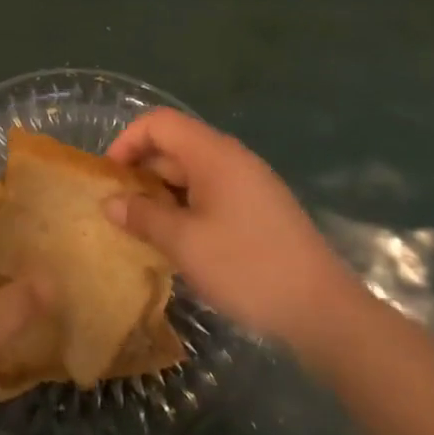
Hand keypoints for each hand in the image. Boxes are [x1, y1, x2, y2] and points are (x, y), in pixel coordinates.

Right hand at [104, 109, 362, 348]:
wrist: (324, 311)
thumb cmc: (247, 267)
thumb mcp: (185, 244)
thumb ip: (143, 217)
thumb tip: (110, 202)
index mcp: (213, 153)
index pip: (158, 123)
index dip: (126, 141)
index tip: (109, 178)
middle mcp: (231, 158)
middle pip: (174, 145)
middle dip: (141, 172)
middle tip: (119, 210)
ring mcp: (248, 183)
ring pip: (192, 173)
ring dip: (162, 194)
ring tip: (142, 229)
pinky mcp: (258, 208)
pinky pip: (210, 193)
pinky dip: (186, 207)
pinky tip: (178, 242)